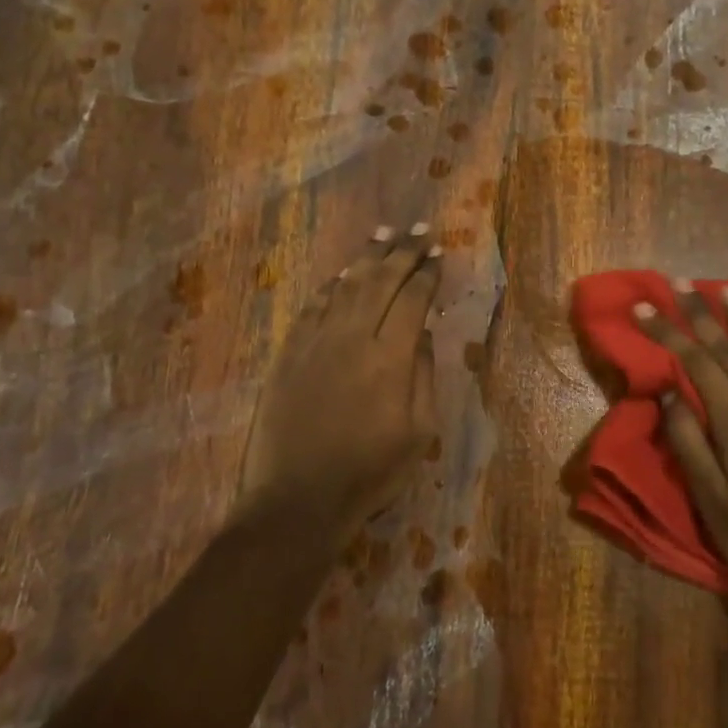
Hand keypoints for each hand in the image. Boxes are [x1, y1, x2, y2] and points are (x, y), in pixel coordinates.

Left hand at [239, 223, 440, 533]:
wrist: (299, 498)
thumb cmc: (370, 472)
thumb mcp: (419, 432)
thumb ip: (424, 376)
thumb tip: (424, 335)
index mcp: (390, 357)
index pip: (412, 299)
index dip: (427, 273)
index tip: (438, 253)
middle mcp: (352, 337)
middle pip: (380, 281)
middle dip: (402, 251)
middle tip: (418, 229)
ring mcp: (316, 343)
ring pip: (345, 286)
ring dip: (366, 257)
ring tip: (383, 234)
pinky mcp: (289, 354)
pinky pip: (312, 307)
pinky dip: (331, 285)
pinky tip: (341, 275)